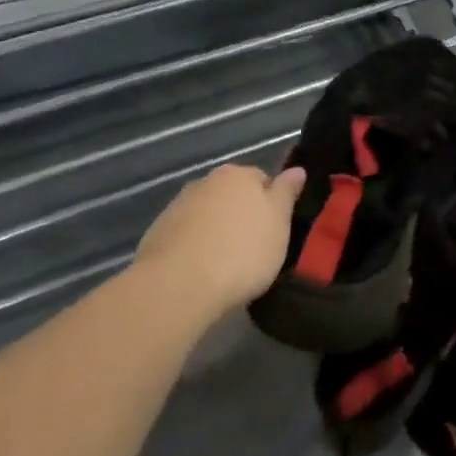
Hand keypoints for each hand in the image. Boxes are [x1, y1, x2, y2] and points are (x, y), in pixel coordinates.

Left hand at [135, 162, 305, 313]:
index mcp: (239, 174)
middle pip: (232, 195)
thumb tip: (297, 169)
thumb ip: (287, 193)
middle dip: (241, 216)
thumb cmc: (240, 252)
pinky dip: (194, 247)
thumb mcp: (279, 224)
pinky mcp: (157, 232)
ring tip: (224, 265)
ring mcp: (179, 205)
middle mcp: (207, 181)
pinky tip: (199, 271)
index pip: (263, 180)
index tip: (273, 233)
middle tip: (251, 250)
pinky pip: (186, 235)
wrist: (177, 286)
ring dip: (216, 231)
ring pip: (208, 214)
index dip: (271, 206)